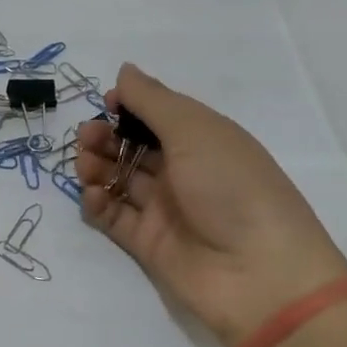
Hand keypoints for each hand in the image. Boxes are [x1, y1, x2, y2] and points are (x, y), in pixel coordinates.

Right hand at [78, 64, 346, 346]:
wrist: (260, 275)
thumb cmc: (232, 187)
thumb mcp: (195, 130)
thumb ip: (153, 100)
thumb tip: (124, 71)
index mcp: (202, 139)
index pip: (157, 115)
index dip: (129, 106)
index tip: (106, 103)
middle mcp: (183, 171)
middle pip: (132, 146)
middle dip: (105, 135)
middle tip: (88, 137)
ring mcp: (164, 209)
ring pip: (118, 178)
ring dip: (96, 165)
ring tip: (86, 165)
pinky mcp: (147, 243)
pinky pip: (113, 216)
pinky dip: (97, 202)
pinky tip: (92, 195)